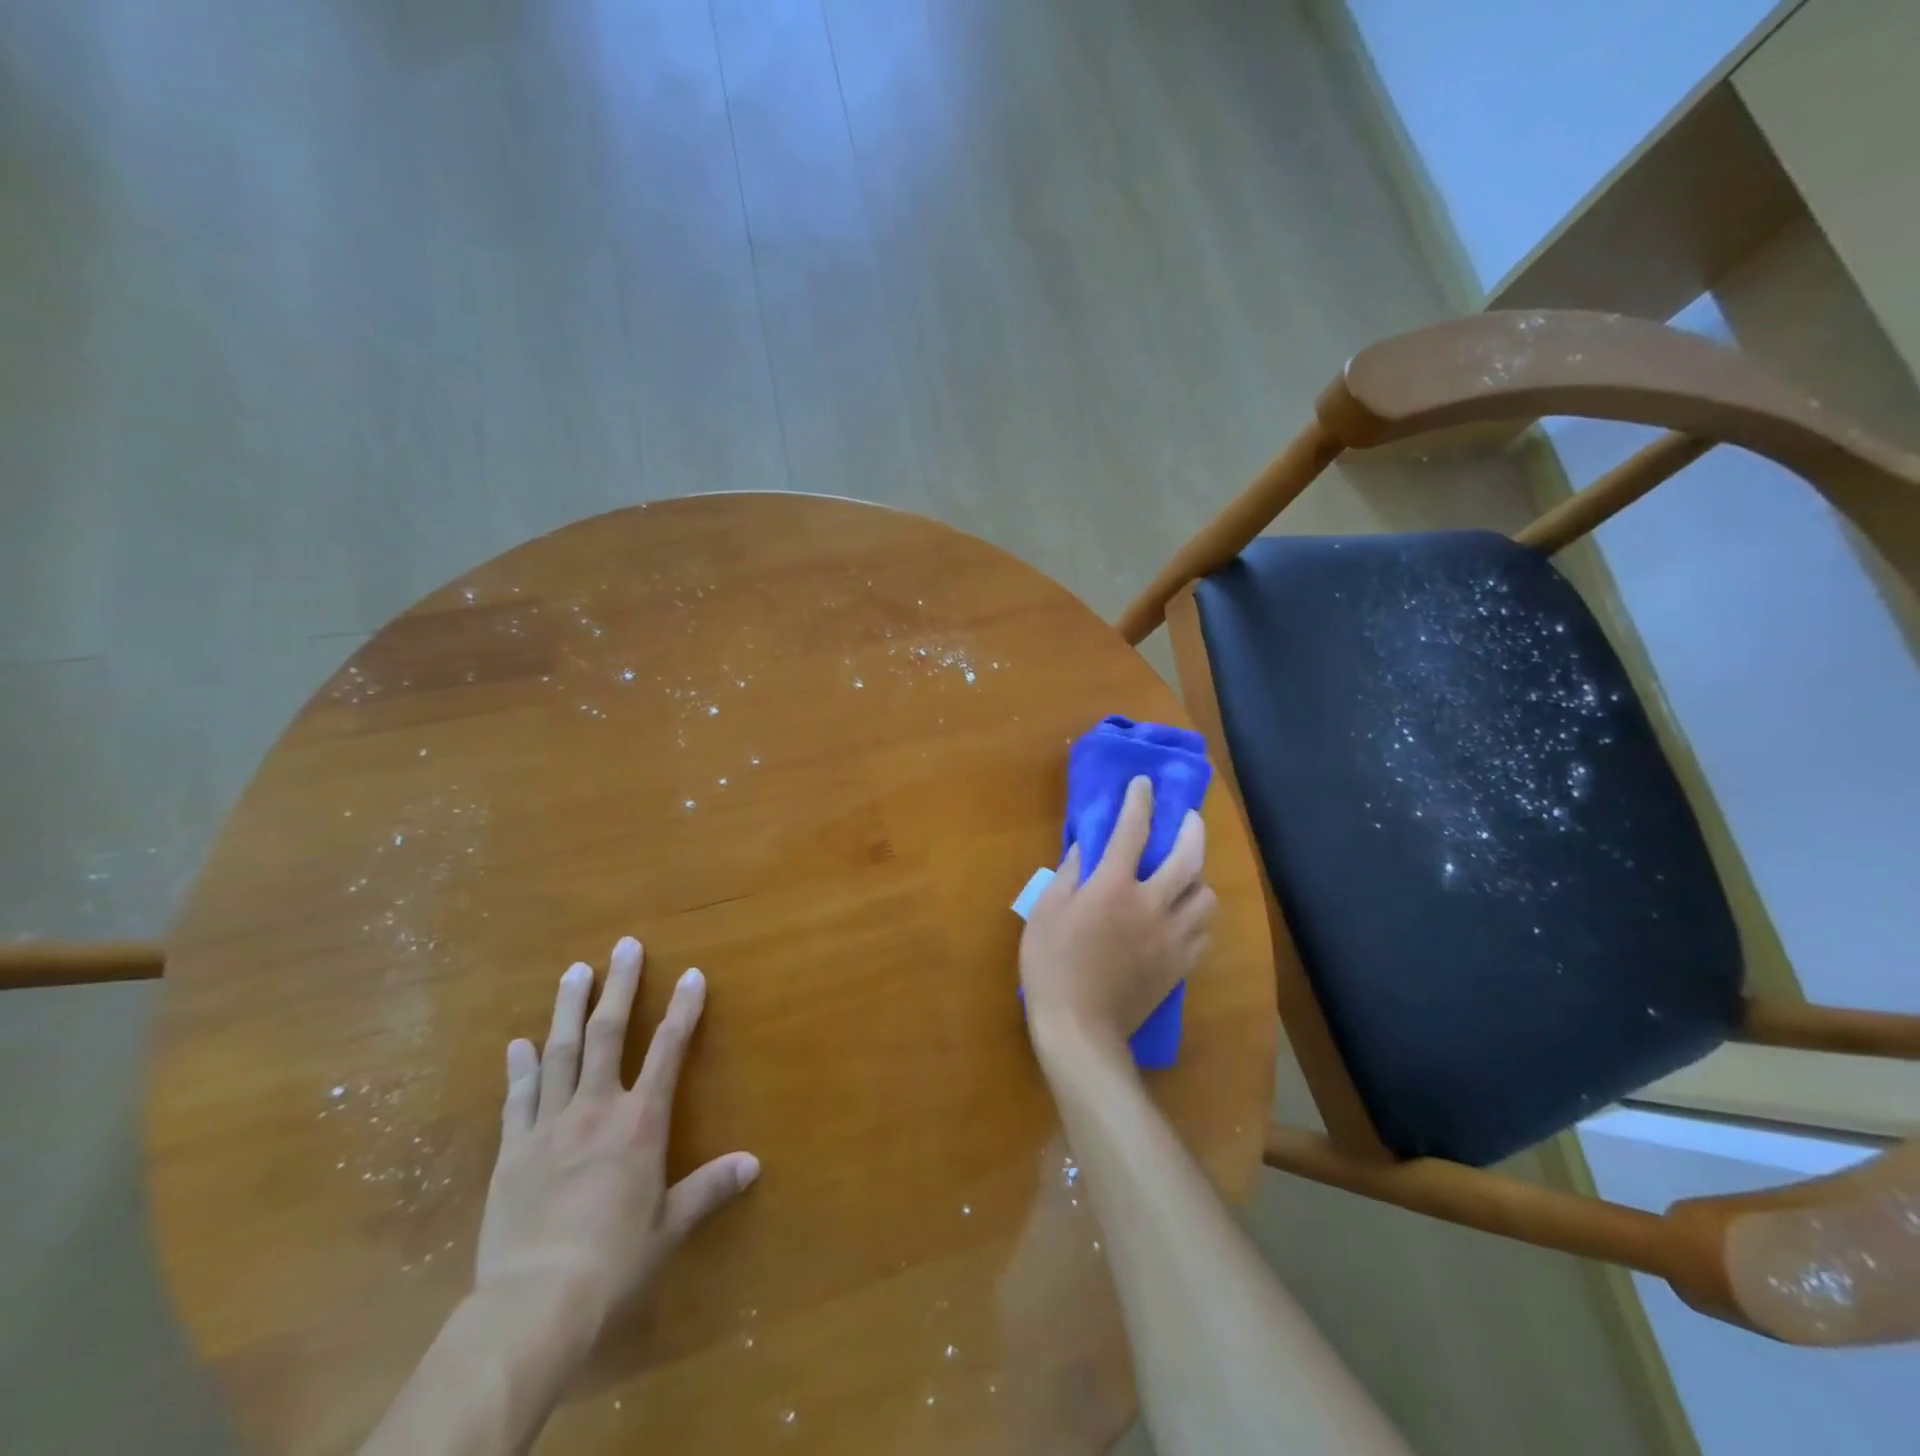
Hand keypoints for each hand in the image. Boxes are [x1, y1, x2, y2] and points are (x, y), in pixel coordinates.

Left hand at [475, 936, 759, 1342]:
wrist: (535, 1303)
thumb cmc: (614, 1262)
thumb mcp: (670, 1225)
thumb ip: (710, 1188)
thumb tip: (754, 1164)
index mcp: (640, 1122)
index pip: (669, 1050)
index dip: (684, 1008)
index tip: (692, 974)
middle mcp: (596, 1109)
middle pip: (608, 1034)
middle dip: (620, 986)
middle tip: (624, 945)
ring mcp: (549, 1125)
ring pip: (559, 1052)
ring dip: (568, 1008)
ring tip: (575, 971)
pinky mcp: (512, 1151)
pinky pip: (517, 1098)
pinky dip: (520, 1068)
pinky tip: (517, 1044)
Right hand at [1020, 776, 1215, 1059]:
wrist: (1081, 1029)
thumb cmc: (1052, 966)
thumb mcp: (1045, 912)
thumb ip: (1068, 874)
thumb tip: (1085, 850)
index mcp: (1113, 887)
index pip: (1132, 831)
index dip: (1139, 802)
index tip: (1144, 784)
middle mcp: (1151, 904)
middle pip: (1188, 858)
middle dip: (1192, 830)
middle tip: (1189, 818)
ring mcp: (1171, 936)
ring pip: (1206, 897)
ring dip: (1200, 878)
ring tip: (1188, 874)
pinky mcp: (1180, 965)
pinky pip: (1205, 933)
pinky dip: (1200, 916)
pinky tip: (1187, 915)